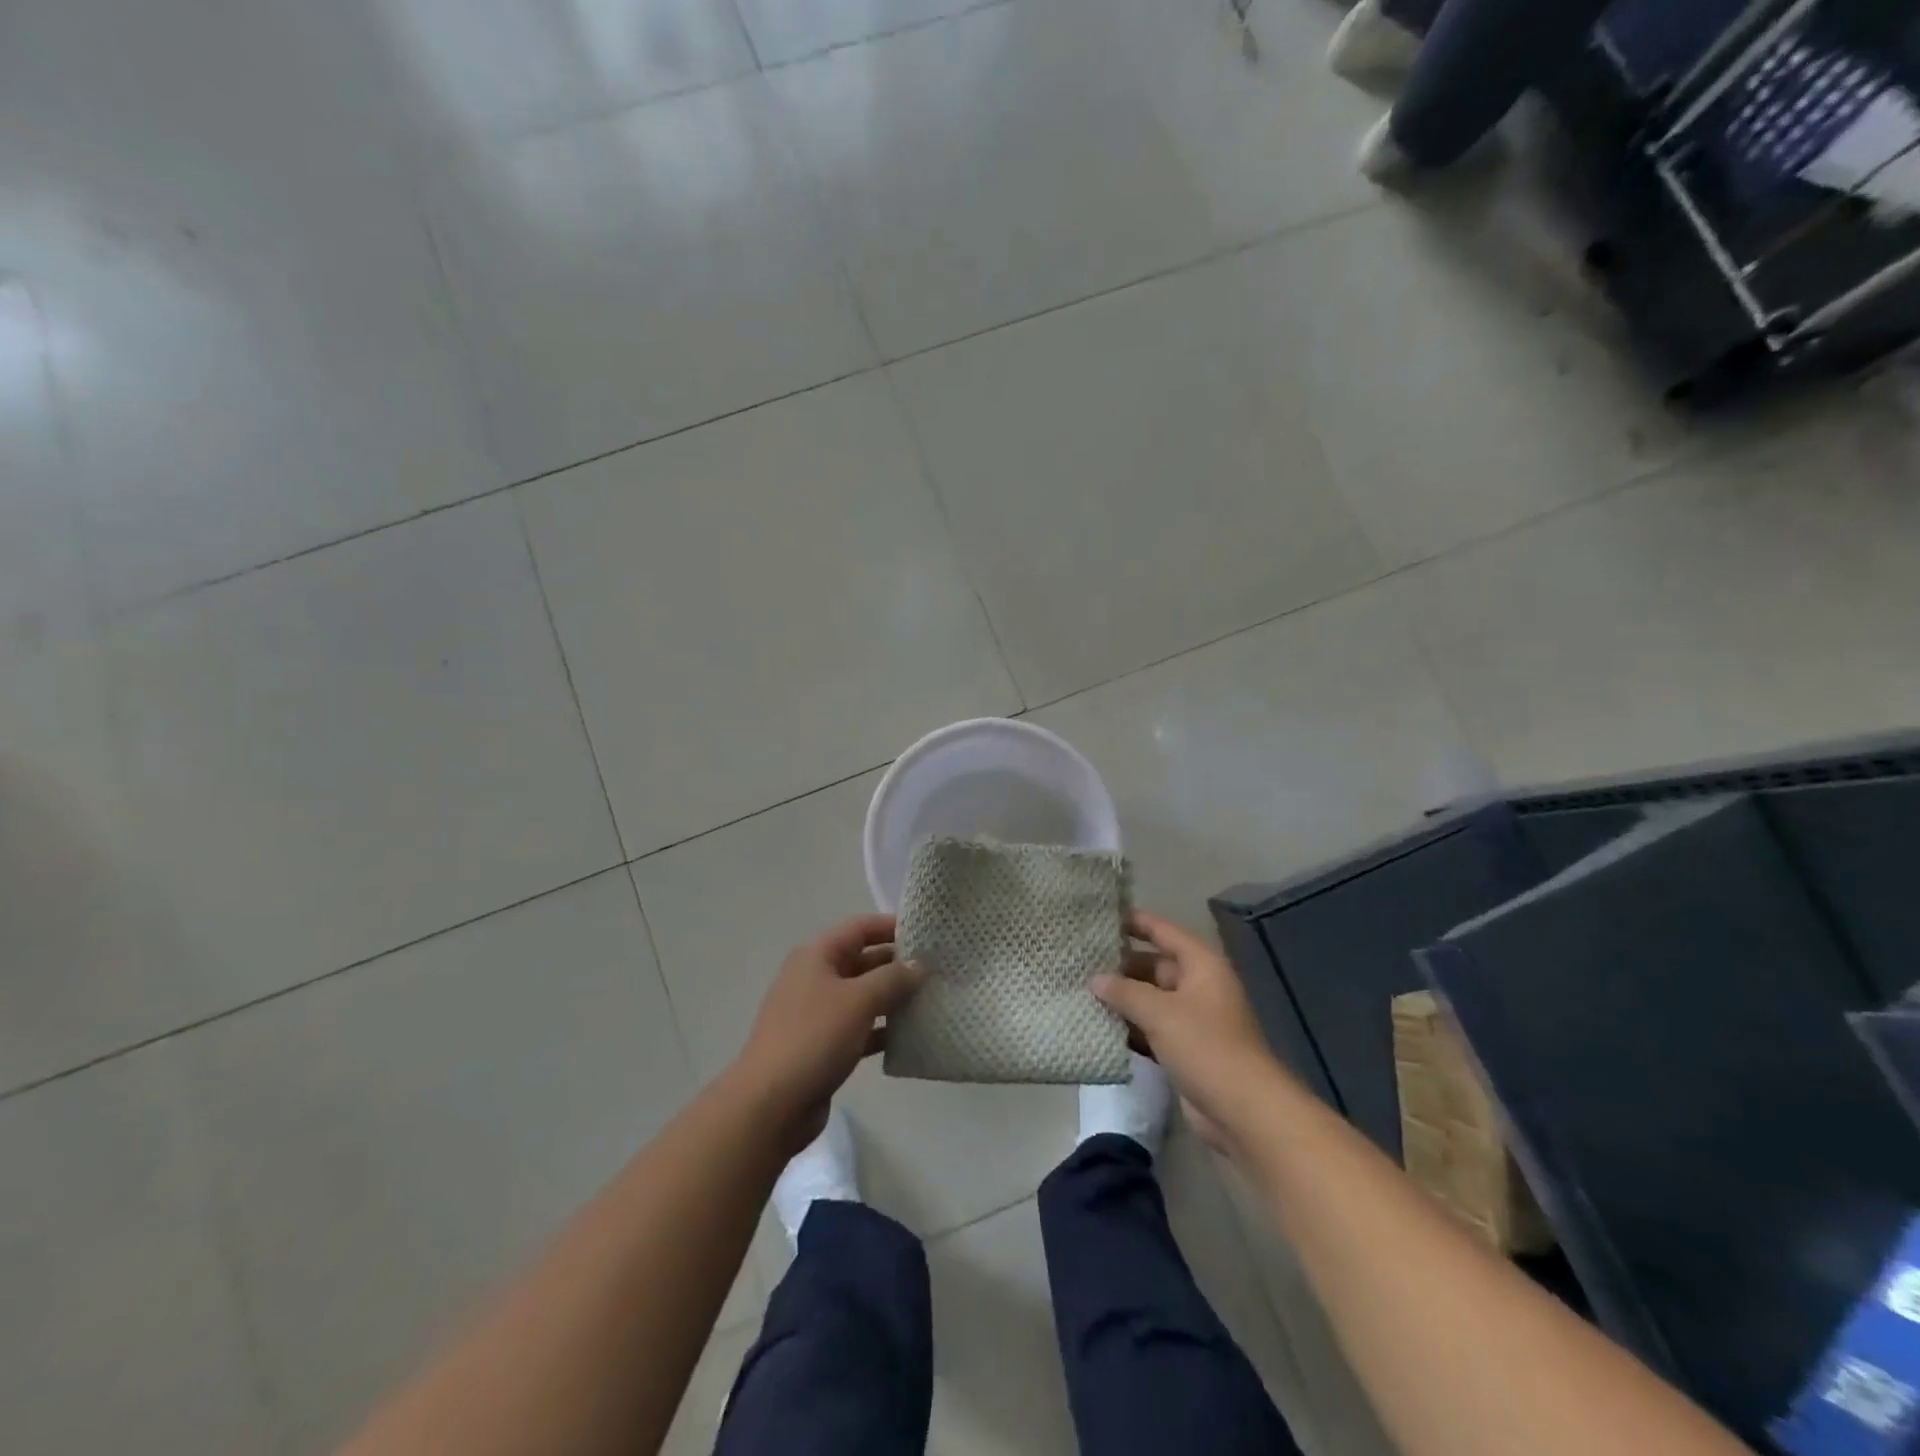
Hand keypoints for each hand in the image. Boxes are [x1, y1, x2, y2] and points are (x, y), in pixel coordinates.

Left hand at [731, 914, 926, 1153]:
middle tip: (937, 969)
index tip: (927, 933)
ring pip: (863, 997)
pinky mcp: (823, 1047)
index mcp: (817, 956)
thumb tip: (919, 965)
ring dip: (893, 998)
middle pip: (862, 961)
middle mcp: (815, 979)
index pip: (859, 928)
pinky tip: (912, 1036)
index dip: (891, 926)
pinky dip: (882, 1029)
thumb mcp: (859, 1000)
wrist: (771, 1105)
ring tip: (932, 1000)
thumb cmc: (814, 1038)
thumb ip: (893, 979)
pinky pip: (860, 1028)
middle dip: (897, 964)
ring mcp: (817, 1014)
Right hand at [1092, 911, 1282, 1154]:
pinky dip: (1130, 1027)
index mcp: (1201, 965)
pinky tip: (1098, 1026)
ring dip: (1122, 999)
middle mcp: (1198, 985)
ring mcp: (1192, 1019)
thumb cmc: (1206, 1047)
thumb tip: (1095, 980)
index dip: (1134, 921)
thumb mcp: (1161, 1013)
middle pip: (1153, 965)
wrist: (1244, 1111)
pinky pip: (1151, 1028)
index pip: (1163, 931)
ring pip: (1150, 999)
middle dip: (1120, 966)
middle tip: (1080, 962)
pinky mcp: (1185, 1049)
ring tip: (1081, 991)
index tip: (1100, 917)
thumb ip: (1125, 992)